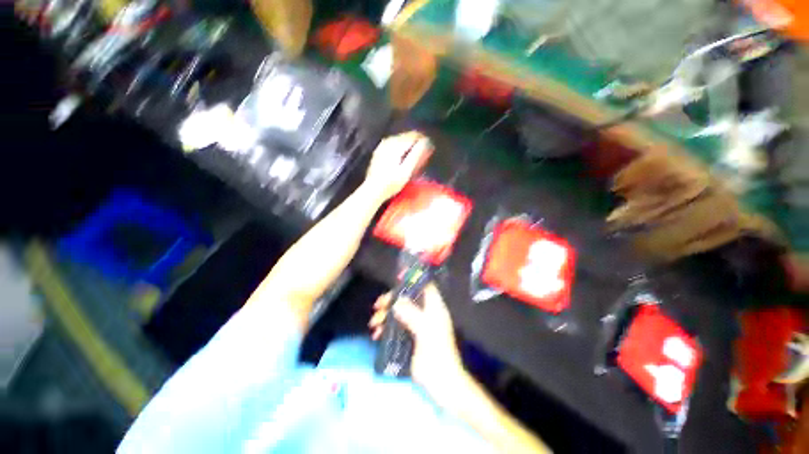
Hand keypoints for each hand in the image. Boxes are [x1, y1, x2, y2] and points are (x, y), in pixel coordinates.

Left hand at [363, 131, 432, 201]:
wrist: (373, 190)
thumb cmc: (391, 183)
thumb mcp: (406, 171)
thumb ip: (416, 155)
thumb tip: (426, 142)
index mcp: (395, 145)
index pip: (413, 136)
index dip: (423, 139)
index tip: (431, 146)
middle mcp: (388, 142)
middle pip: (406, 136)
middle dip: (416, 141)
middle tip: (425, 151)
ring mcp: (382, 146)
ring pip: (400, 139)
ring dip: (409, 144)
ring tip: (417, 153)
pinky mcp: (379, 152)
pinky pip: (394, 144)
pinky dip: (401, 147)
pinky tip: (404, 155)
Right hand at [369, 283, 465, 400]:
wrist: (441, 382)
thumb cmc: (437, 353)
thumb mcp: (425, 330)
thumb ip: (411, 314)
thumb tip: (396, 302)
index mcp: (434, 307)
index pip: (425, 286)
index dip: (413, 280)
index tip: (396, 280)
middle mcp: (425, 312)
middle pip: (407, 298)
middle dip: (391, 300)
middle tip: (377, 306)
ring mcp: (417, 324)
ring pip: (399, 312)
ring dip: (385, 315)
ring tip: (373, 324)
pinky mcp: (410, 336)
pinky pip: (395, 326)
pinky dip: (385, 328)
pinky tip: (376, 335)